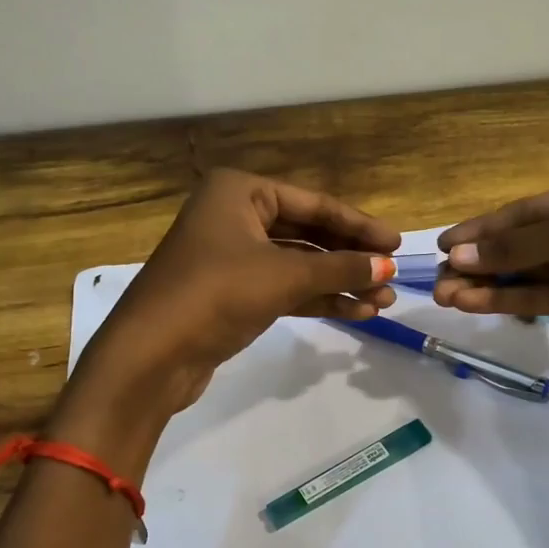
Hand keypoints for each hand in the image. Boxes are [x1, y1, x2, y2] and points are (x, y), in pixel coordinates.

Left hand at [82, 169, 399, 412]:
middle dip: (350, 259)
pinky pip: (285, 289)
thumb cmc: (216, 294)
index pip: (314, 204)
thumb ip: (340, 267)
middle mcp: (235, 216)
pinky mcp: (233, 294)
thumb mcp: (284, 276)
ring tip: (383, 303)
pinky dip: (317, 299)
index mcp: (240, 191)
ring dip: (339, 283)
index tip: (397, 243)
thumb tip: (387, 267)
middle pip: (308, 233)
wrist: (151, 355)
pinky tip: (355, 312)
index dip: (359, 224)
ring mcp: (232, 256)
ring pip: (298, 265)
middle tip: (391, 278)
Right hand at [433, 169, 548, 353]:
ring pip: (524, 274)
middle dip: (478, 260)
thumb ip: (518, 243)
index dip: (481, 228)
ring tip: (444, 296)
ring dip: (484, 284)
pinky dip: (506, 300)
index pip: (523, 210)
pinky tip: (472, 302)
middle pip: (519, 243)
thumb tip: (457, 254)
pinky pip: (538, 298)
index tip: (441, 244)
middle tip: (436, 278)